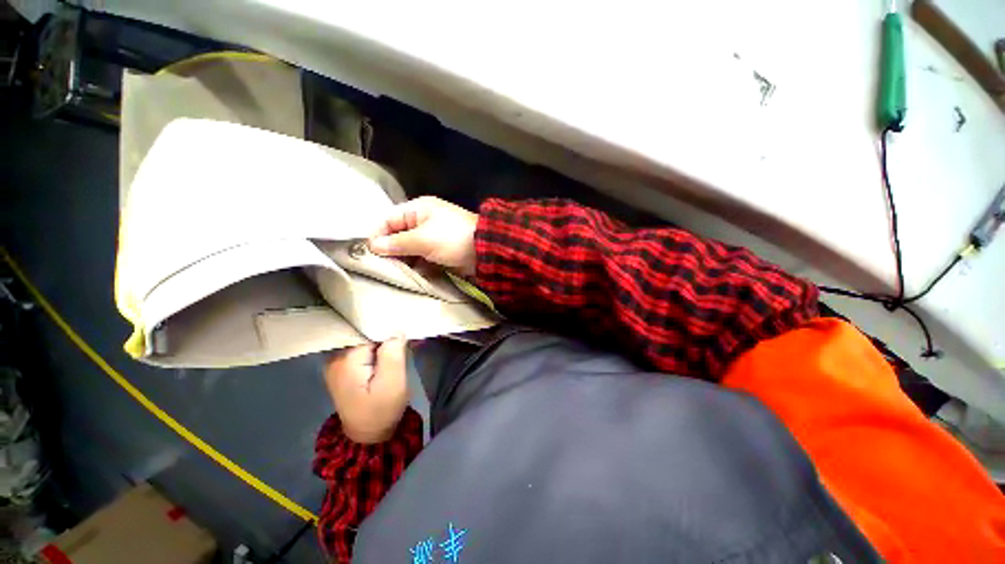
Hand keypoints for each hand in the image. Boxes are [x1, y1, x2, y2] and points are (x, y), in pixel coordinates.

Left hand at [323, 338, 408, 443]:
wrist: (368, 436)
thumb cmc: (381, 411)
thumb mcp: (393, 383)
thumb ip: (393, 353)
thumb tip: (395, 330)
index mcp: (345, 360)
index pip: (369, 332)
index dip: (388, 332)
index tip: (402, 337)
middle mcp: (335, 358)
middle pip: (364, 335)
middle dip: (385, 336)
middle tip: (403, 344)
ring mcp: (337, 364)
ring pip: (364, 341)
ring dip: (381, 343)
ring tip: (397, 348)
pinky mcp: (343, 369)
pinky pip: (361, 350)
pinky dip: (375, 350)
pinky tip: (387, 355)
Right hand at [368, 196, 477, 276]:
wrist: (485, 251)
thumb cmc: (452, 239)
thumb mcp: (422, 239)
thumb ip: (397, 243)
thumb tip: (372, 246)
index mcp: (418, 210)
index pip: (389, 220)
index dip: (377, 235)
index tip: (367, 254)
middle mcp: (423, 222)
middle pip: (398, 236)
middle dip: (389, 251)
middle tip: (378, 268)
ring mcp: (433, 239)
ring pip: (410, 250)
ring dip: (403, 261)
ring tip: (392, 274)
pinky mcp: (440, 253)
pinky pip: (422, 259)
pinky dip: (416, 267)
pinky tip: (409, 276)